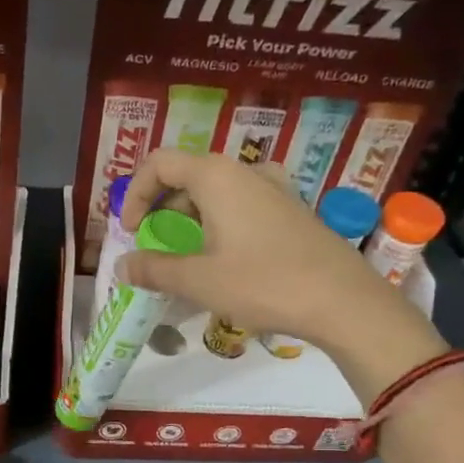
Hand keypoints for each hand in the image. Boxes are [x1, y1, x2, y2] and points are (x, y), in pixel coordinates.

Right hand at [118, 150, 446, 372]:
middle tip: (154, 248)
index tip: (131, 232)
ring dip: (190, 219)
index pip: (159, 163)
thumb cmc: (263, 283)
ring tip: (185, 258)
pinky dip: (219, 225)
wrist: (341, 300)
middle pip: (187, 176)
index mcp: (217, 176)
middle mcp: (245, 171)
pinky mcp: (291, 210)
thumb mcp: (199, 280)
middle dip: (161, 209)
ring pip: (216, 193)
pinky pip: (241, 206)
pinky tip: (223, 260)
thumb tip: (122, 266)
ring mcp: (274, 188)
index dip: (135, 194)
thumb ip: (154, 269)